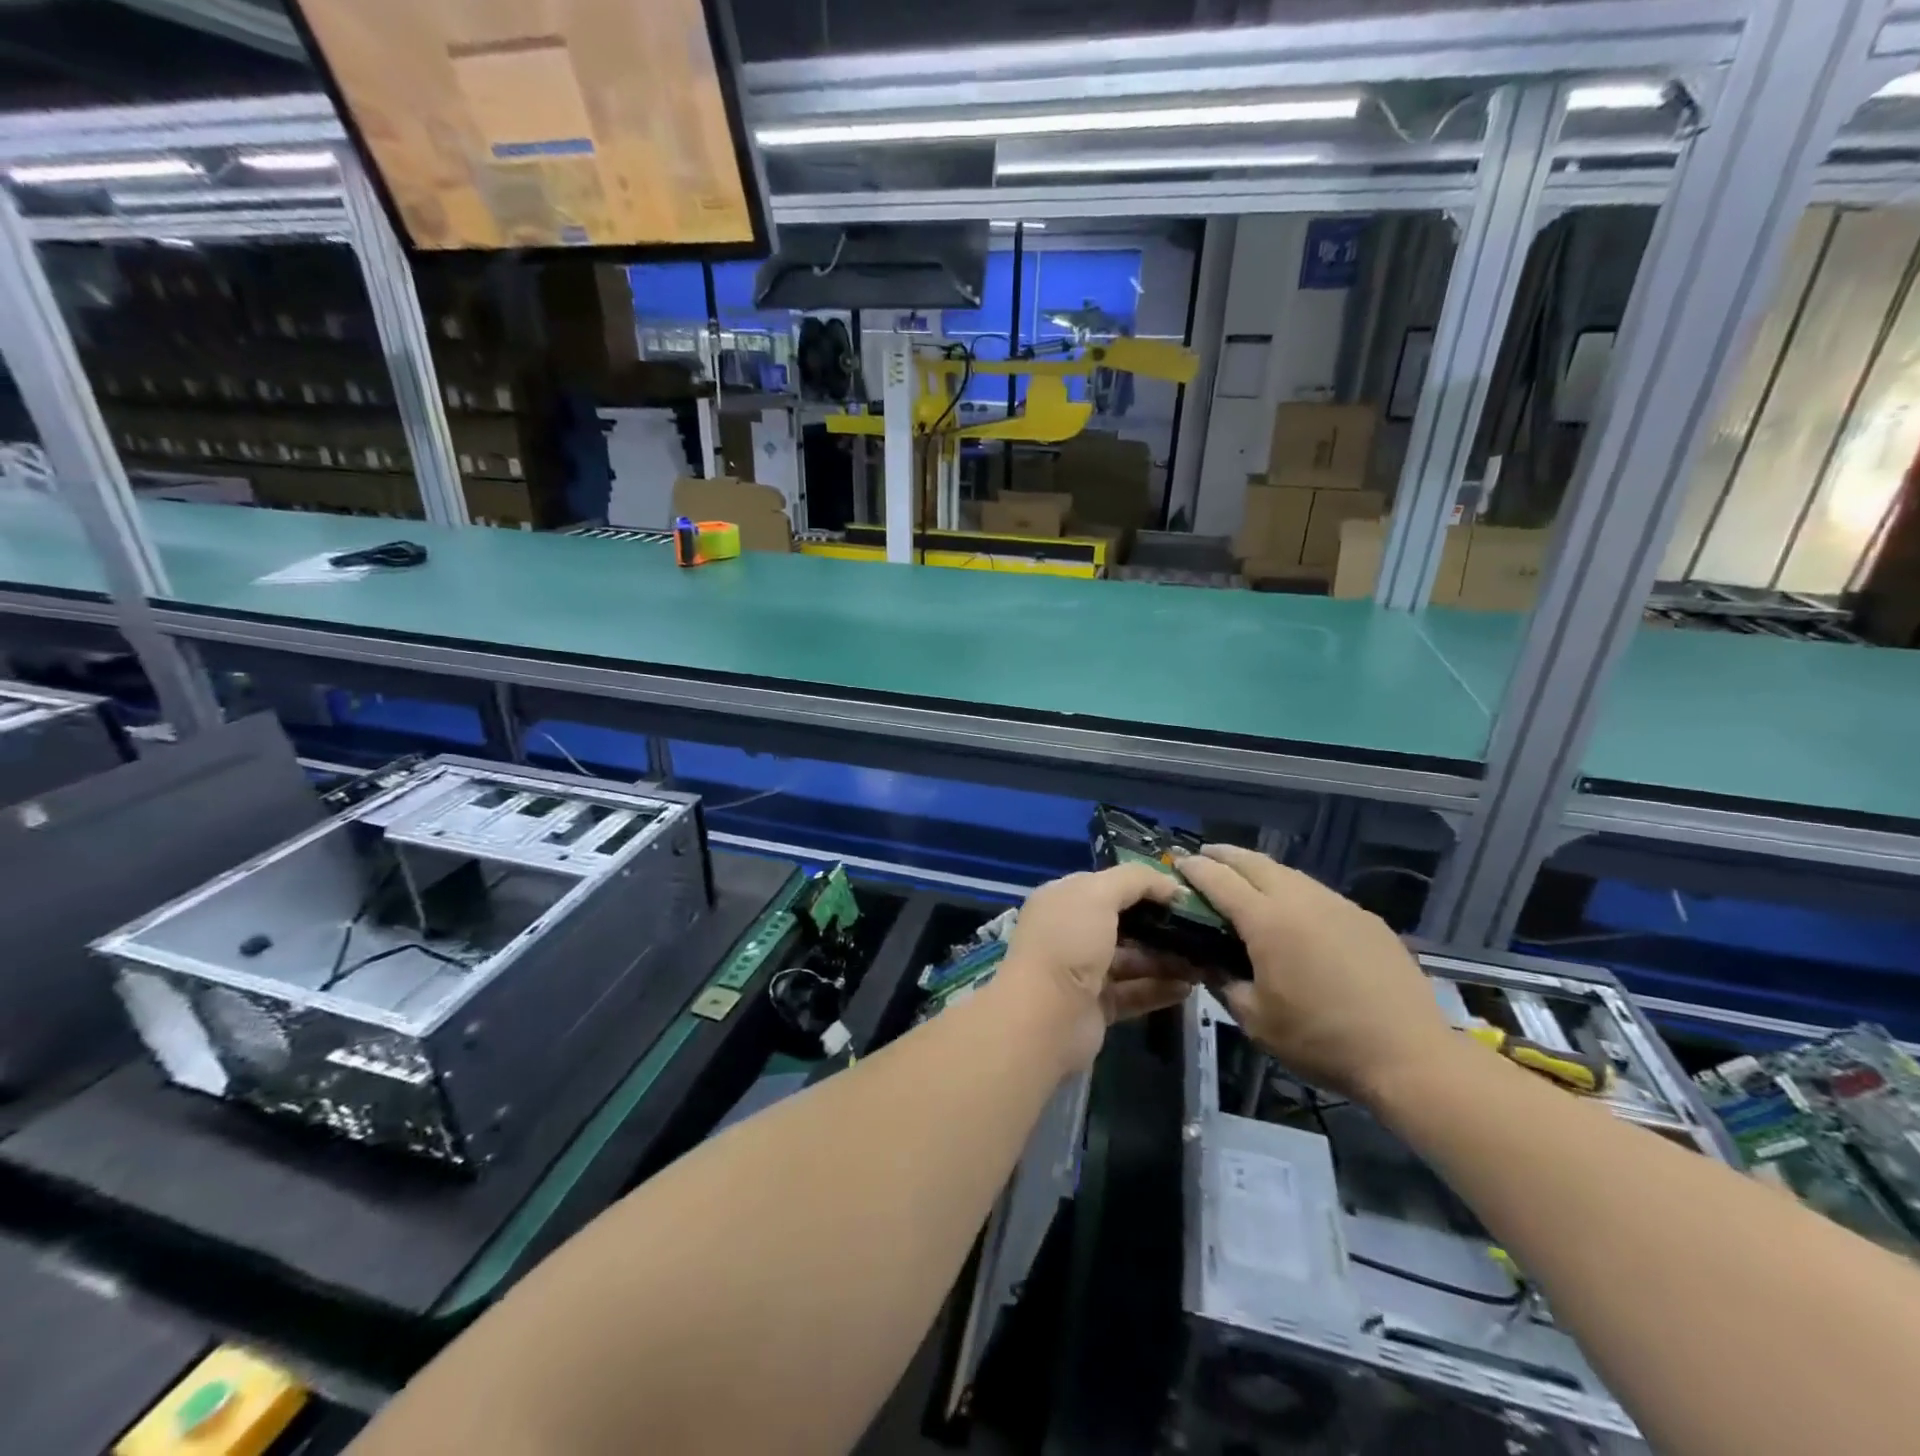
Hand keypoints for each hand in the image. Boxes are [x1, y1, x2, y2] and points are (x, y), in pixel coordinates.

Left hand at [1000, 865, 1193, 1069]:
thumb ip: (1135, 880)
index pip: (1108, 885)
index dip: (1144, 885)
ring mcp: (1083, 971)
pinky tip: (1190, 987)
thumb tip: (1171, 884)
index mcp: (1063, 899)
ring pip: (1132, 959)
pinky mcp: (1097, 1006)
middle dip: (1160, 924)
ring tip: (1205, 959)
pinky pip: (1135, 992)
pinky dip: (1160, 988)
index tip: (1183, 892)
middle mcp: (1071, 932)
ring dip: (1167, 958)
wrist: (1045, 1017)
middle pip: (1124, 923)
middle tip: (1202, 927)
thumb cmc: (1068, 942)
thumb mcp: (1098, 894)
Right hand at [1177, 845, 1455, 1103]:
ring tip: (1245, 879)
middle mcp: (1300, 900)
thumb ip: (1225, 983)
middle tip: (1205, 857)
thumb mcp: (1256, 1020)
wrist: (1409, 1055)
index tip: (1177, 863)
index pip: (1219, 880)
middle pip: (1254, 862)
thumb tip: (1210, 964)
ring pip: (1289, 873)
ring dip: (1260, 870)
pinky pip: (1318, 893)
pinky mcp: (1366, 919)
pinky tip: (1294, 911)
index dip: (1194, 869)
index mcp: (1267, 921)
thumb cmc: (1321, 1040)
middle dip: (1225, 855)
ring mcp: (1338, 905)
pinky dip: (1293, 890)